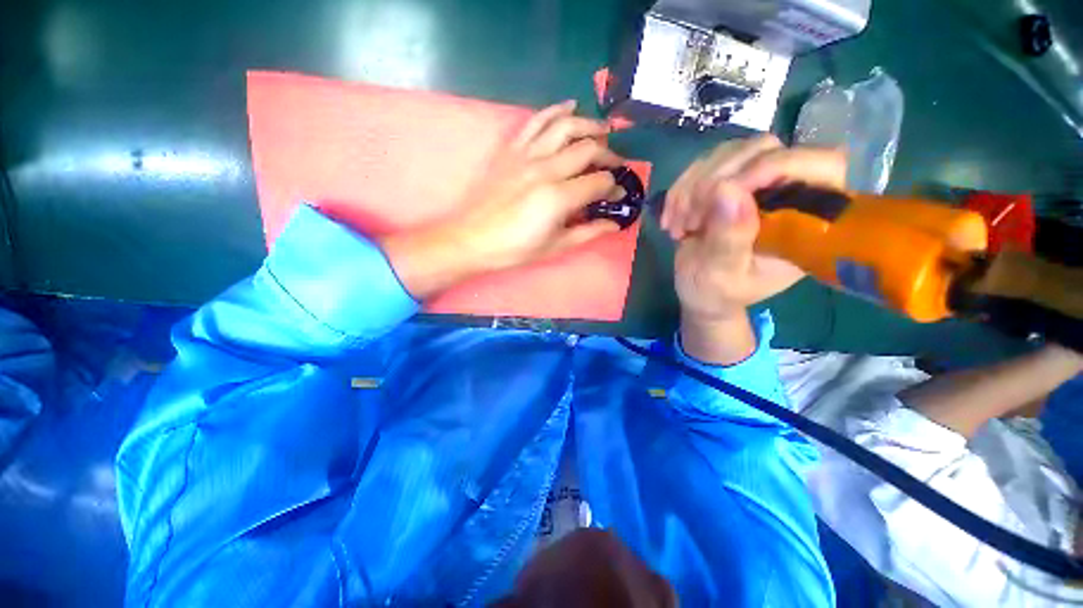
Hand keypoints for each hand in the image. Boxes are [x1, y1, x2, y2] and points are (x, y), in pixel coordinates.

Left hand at [381, 101, 626, 298]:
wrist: (472, 238)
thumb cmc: (514, 249)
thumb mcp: (555, 246)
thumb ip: (588, 232)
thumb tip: (614, 224)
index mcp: (559, 198)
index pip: (598, 182)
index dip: (613, 186)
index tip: (617, 194)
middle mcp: (546, 169)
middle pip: (588, 149)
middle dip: (608, 155)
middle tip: (615, 164)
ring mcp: (527, 155)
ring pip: (566, 126)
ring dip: (589, 125)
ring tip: (603, 131)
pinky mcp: (512, 150)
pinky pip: (536, 121)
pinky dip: (555, 110)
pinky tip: (569, 106)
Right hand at [664, 135, 845, 363]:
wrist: (701, 291)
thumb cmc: (717, 292)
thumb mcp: (721, 276)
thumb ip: (729, 240)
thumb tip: (726, 191)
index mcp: (806, 221)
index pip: (818, 166)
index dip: (772, 166)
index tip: (720, 194)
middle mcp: (789, 192)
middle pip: (765, 149)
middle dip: (716, 180)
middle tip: (690, 219)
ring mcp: (758, 182)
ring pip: (731, 152)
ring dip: (693, 185)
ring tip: (679, 223)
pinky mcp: (730, 180)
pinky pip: (706, 163)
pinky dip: (682, 187)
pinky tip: (673, 214)